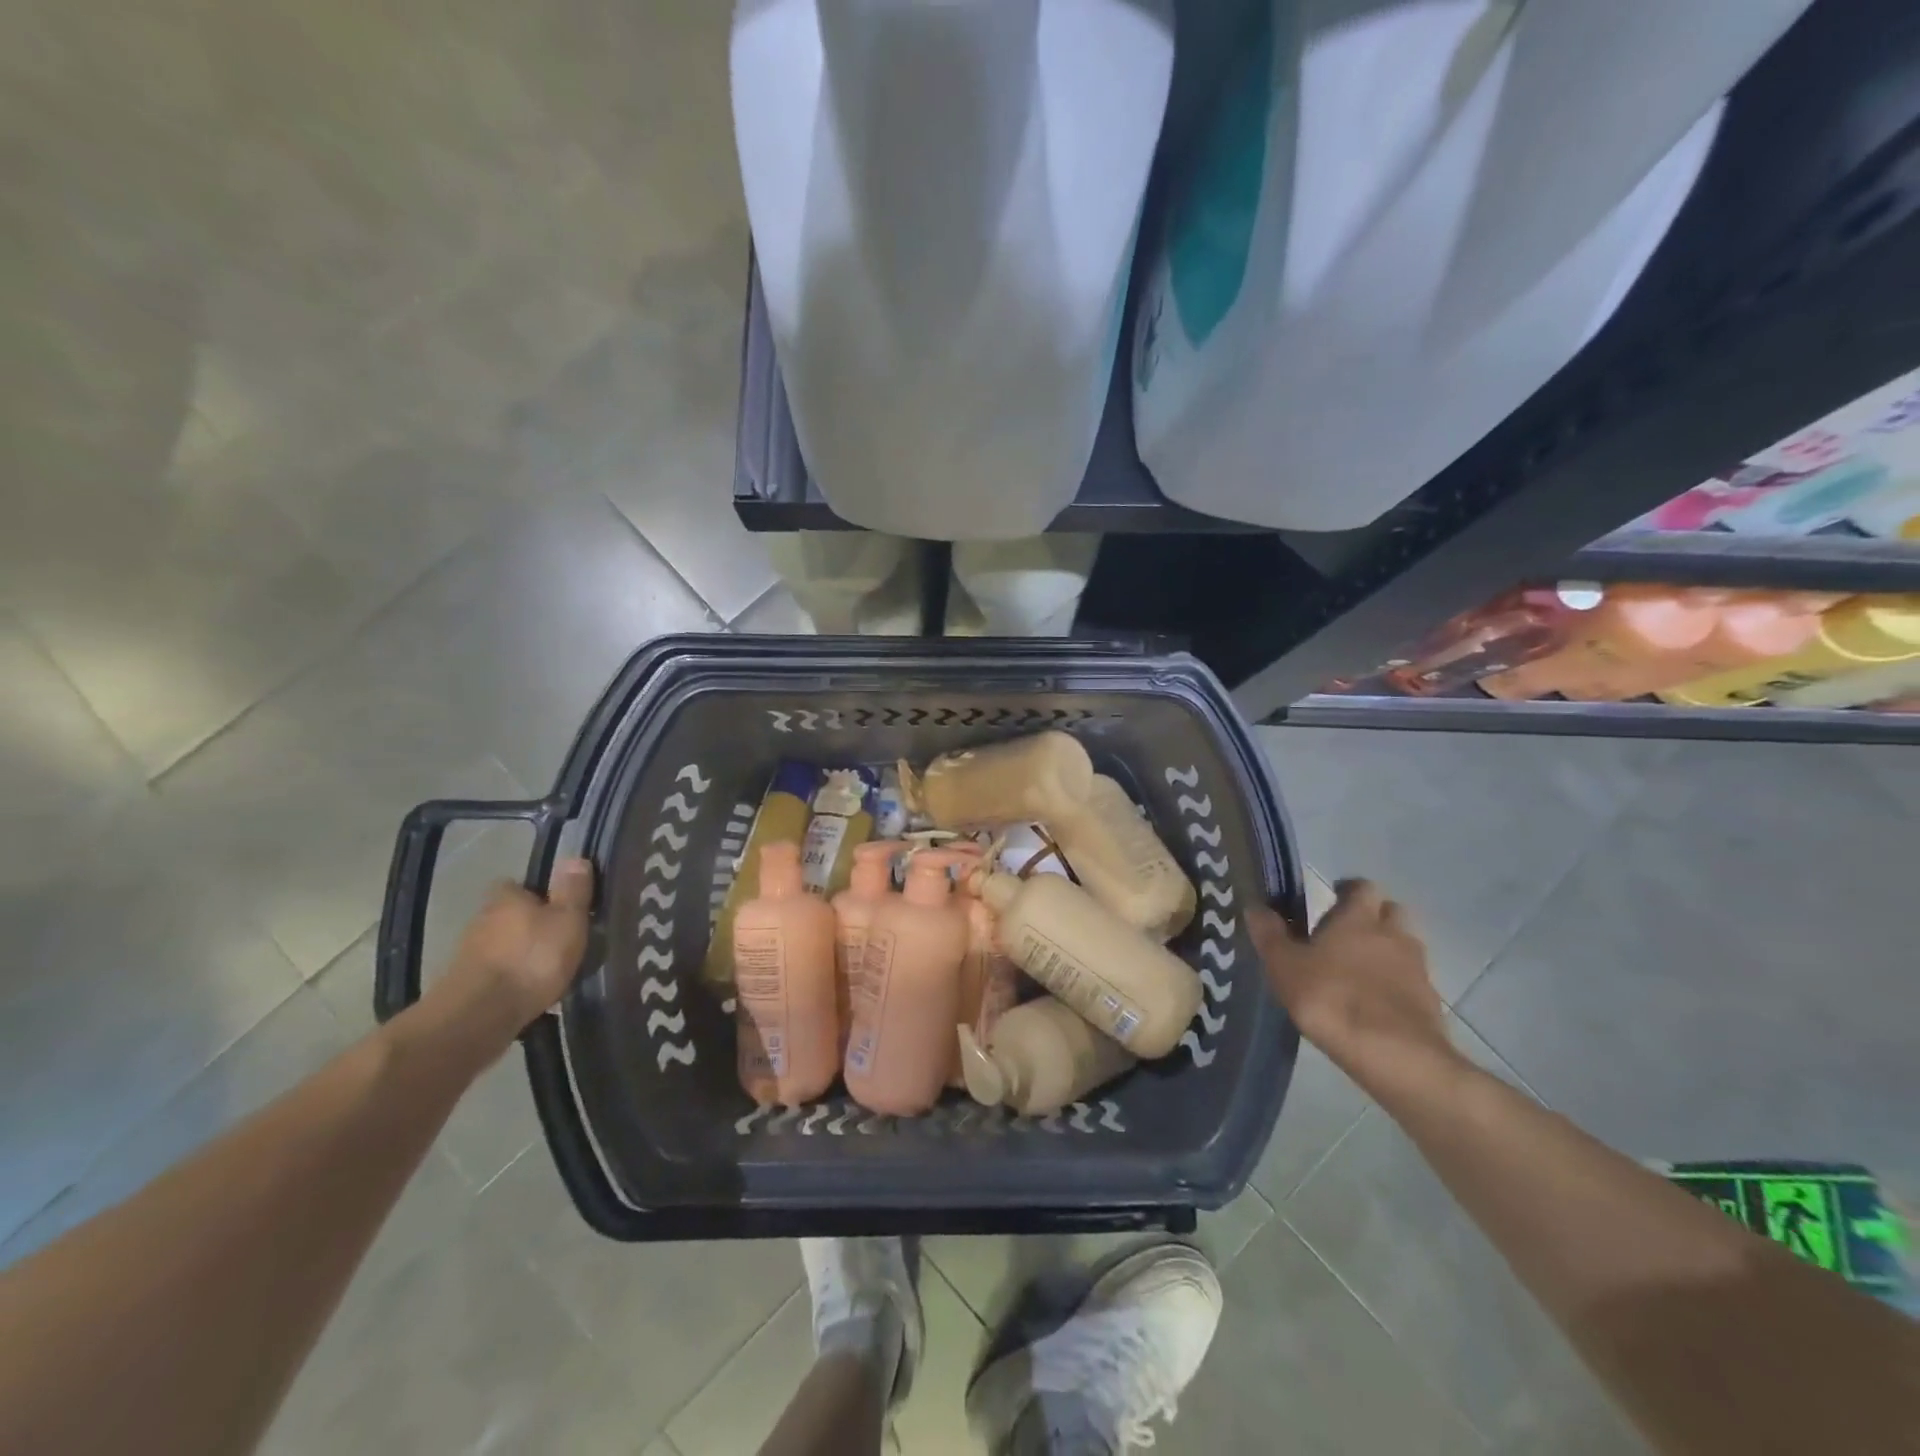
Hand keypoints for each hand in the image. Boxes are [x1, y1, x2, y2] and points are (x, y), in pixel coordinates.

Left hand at [441, 857, 594, 1031]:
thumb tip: (575, 857)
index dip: (537, 894)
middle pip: (509, 916)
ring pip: (501, 947)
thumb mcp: (568, 920)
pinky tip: (529, 994)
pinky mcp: (464, 986)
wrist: (479, 1016)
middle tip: (559, 941)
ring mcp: (468, 955)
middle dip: (530, 927)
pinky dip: (510, 981)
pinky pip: (495, 975)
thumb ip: (573, 890)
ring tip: (548, 972)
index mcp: (506, 898)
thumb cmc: (532, 959)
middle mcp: (481, 919)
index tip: (558, 908)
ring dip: (519, 955)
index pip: (517, 885)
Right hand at [1250, 879, 1458, 1098]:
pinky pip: (1411, 980)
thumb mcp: (1285, 967)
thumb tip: (1254, 906)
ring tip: (1358, 971)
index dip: (1347, 890)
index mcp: (1359, 918)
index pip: (1361, 886)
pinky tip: (1374, 1003)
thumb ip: (1270, 935)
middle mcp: (1393, 934)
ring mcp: (1417, 968)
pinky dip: (1396, 983)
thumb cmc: (1332, 999)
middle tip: (1345, 934)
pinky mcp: (1430, 1002)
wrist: (1396, 1056)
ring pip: (1404, 946)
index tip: (1330, 900)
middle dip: (1372, 917)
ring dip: (1386, 950)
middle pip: (1390, 911)